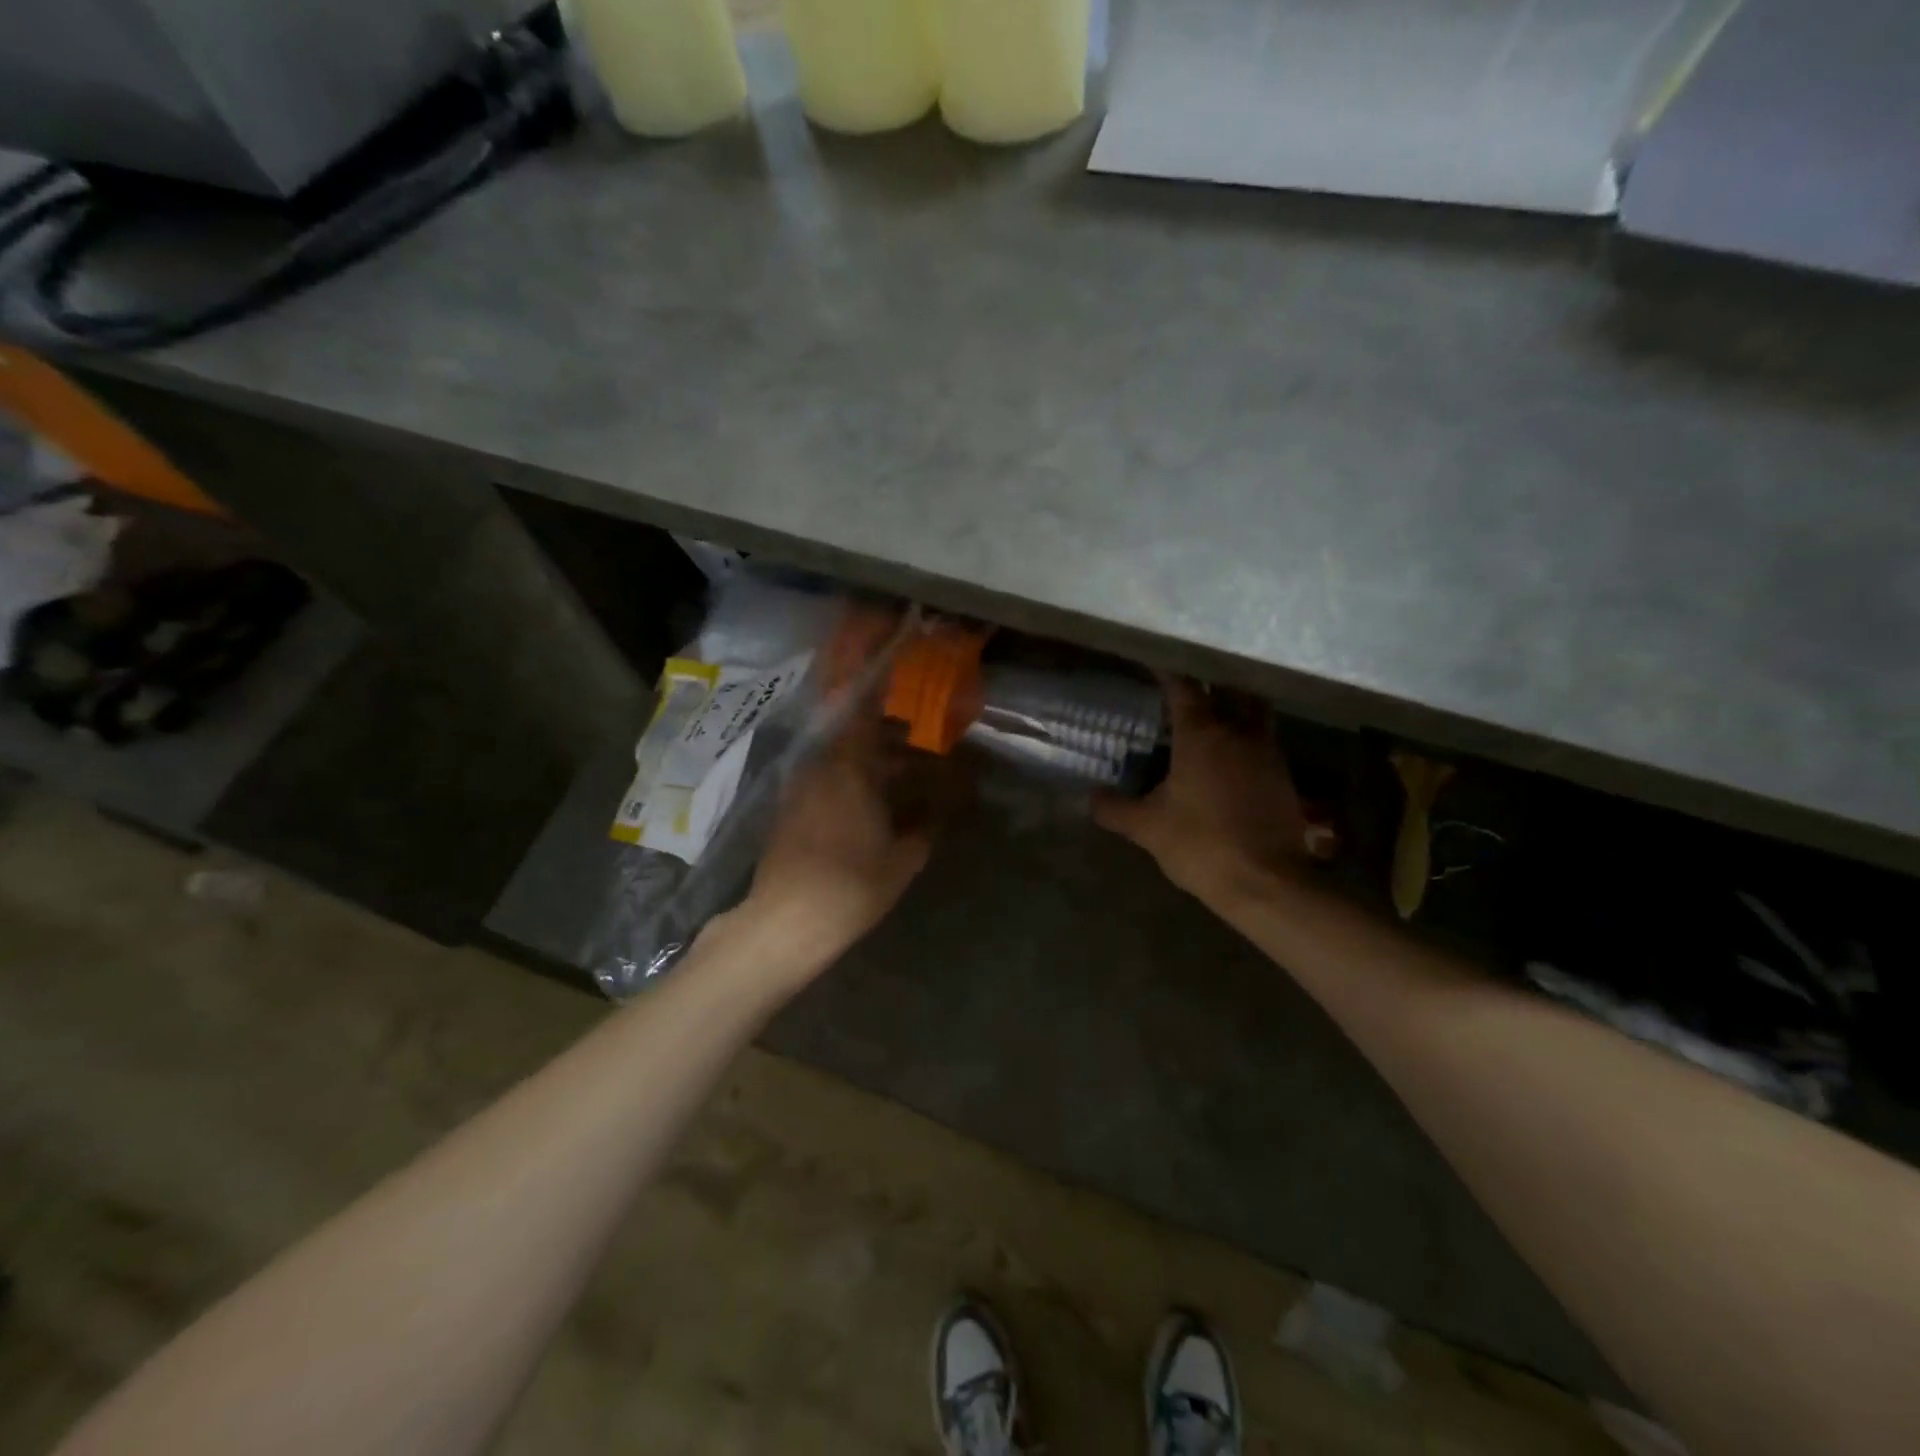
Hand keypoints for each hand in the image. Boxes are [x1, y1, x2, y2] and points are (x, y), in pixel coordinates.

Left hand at [743, 707, 932, 962]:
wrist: (785, 922)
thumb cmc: (852, 885)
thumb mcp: (904, 859)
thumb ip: (927, 823)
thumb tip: (945, 803)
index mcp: (850, 766)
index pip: (866, 710)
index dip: (885, 692)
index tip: (907, 681)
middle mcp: (821, 765)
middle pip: (857, 734)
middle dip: (891, 734)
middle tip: (923, 741)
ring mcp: (801, 786)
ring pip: (842, 757)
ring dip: (871, 759)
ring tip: (904, 773)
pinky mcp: (790, 808)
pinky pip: (827, 777)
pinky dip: (851, 778)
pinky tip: (872, 800)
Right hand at [1094, 678, 1307, 904]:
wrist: (1265, 883)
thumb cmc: (1200, 845)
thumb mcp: (1147, 828)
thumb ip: (1115, 809)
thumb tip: (1090, 798)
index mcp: (1202, 735)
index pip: (1184, 688)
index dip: (1168, 671)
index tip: (1155, 661)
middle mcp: (1239, 733)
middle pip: (1230, 690)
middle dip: (1212, 681)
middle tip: (1190, 683)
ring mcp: (1267, 753)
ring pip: (1255, 712)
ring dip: (1237, 706)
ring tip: (1215, 713)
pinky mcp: (1284, 777)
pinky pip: (1266, 741)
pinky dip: (1249, 737)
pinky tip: (1233, 755)